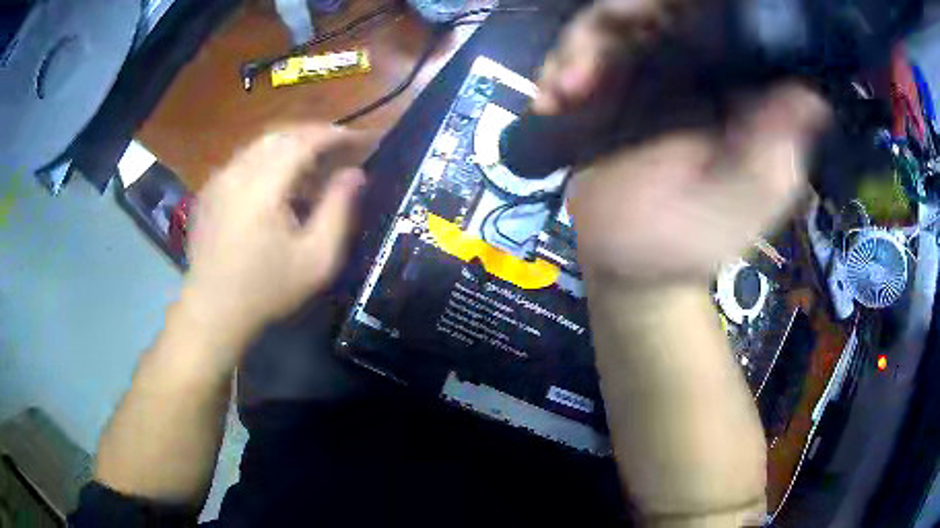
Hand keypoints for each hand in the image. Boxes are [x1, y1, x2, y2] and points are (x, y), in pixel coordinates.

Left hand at [181, 125, 371, 343]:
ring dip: (290, 145)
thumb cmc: (267, 290)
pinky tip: (277, 182)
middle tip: (338, 148)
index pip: (302, 141)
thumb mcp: (316, 259)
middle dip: (313, 135)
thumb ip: (338, 211)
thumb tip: (354, 173)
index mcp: (262, 188)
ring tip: (311, 165)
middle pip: (280, 134)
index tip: (358, 139)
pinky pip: (243, 159)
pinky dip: (267, 158)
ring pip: (260, 144)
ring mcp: (218, 179)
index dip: (333, 135)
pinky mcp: (209, 189)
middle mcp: (236, 172)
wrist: (213, 310)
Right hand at [536, 1, 829, 284]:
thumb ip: (776, 149)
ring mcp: (640, 74)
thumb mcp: (749, 201)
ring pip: (603, 27)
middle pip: (647, 10)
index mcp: (731, 85)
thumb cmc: (695, 240)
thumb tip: (809, 94)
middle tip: (589, 63)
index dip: (682, 5)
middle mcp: (688, 67)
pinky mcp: (602, 92)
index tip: (650, 13)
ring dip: (575, 49)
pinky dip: (554, 71)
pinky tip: (549, 103)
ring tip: (564, 93)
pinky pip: (572, 58)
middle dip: (613, 19)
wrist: (634, 267)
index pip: (711, 19)